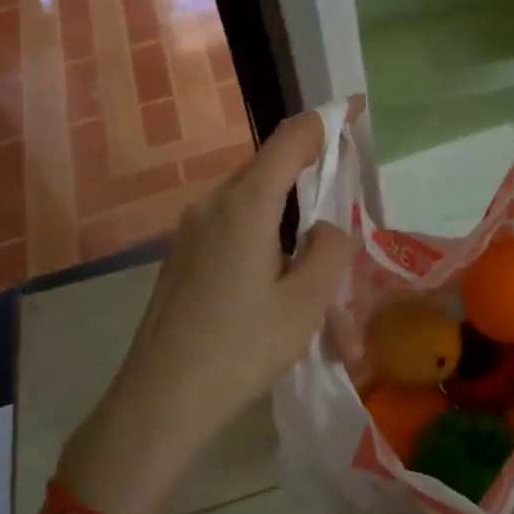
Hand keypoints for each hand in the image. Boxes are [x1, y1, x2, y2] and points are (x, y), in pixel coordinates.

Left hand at [57, 111, 353, 513]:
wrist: (159, 401)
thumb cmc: (240, 349)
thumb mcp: (306, 303)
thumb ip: (329, 250)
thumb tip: (326, 228)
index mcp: (245, 205)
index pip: (290, 140)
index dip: (325, 122)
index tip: (354, 112)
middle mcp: (212, 205)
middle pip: (272, 174)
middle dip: (314, 193)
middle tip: (345, 226)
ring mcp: (190, 231)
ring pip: (255, 212)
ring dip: (292, 239)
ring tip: (320, 297)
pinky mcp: (182, 257)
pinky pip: (233, 235)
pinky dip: (266, 252)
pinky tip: (279, 298)